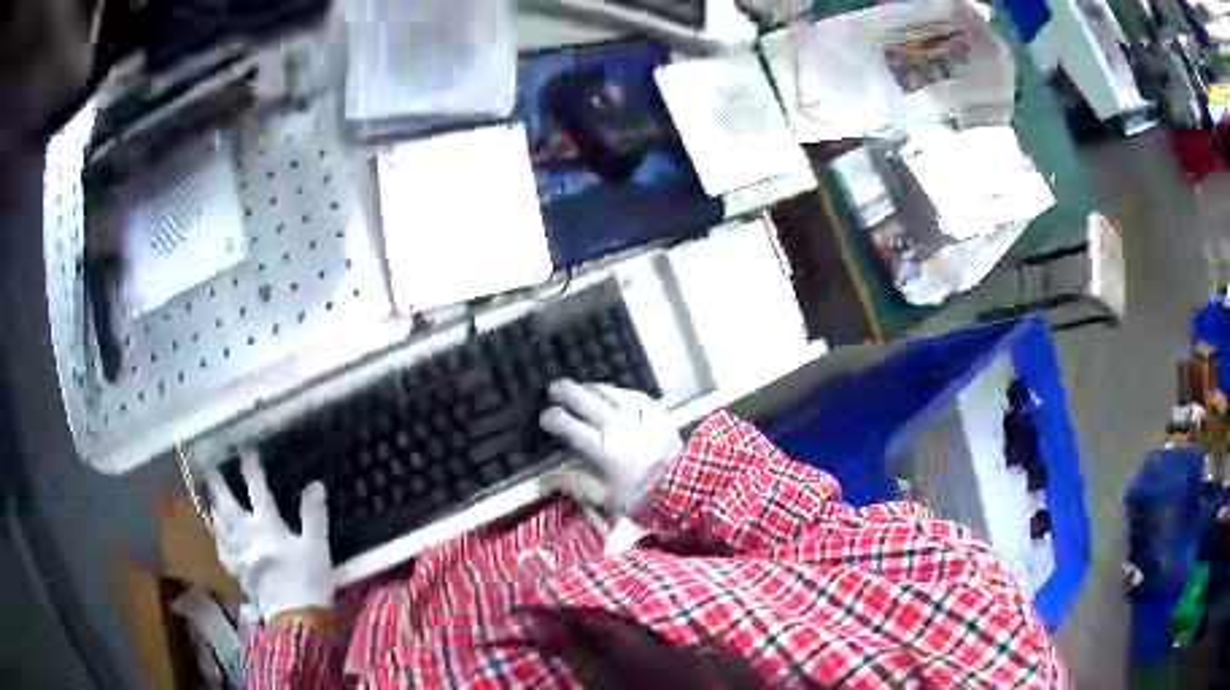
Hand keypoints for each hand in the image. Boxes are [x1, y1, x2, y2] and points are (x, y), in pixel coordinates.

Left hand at [203, 452, 334, 621]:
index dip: (251, 469)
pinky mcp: (238, 571)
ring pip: (219, 525)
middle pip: (227, 505)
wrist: (297, 619)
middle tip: (209, 468)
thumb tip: (315, 485)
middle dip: (217, 484)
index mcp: (268, 526)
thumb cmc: (309, 580)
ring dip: (214, 508)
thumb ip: (314, 515)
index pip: (257, 490)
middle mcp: (247, 535)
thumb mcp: (317, 547)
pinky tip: (218, 535)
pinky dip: (219, 537)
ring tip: (210, 498)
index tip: (246, 452)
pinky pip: (222, 549)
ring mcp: (239, 554)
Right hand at [540, 379, 682, 509]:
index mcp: (603, 450)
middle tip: (554, 389)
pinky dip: (624, 392)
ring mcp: (640, 417)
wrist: (684, 489)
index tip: (545, 417)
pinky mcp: (659, 414)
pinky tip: (617, 392)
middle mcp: (619, 428)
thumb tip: (554, 475)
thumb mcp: (606, 498)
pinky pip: (638, 396)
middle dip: (568, 393)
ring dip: (594, 388)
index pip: (571, 427)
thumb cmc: (642, 497)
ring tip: (583, 387)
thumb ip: (579, 484)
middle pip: (588, 403)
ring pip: (612, 394)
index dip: (554, 419)